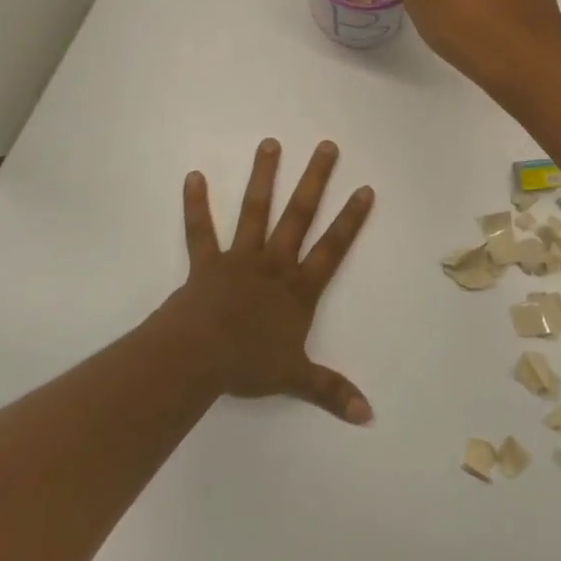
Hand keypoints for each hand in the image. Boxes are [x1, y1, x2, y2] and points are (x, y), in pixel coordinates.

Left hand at [168, 138, 375, 424]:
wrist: (197, 358)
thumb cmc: (248, 364)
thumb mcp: (295, 379)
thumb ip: (331, 391)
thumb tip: (368, 416)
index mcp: (298, 288)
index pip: (333, 247)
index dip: (351, 219)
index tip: (364, 188)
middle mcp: (274, 264)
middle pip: (299, 215)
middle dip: (315, 180)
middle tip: (326, 146)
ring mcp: (239, 258)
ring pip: (255, 211)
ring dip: (263, 177)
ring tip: (270, 143)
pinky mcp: (206, 262)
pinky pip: (200, 230)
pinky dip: (195, 204)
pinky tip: (192, 176)